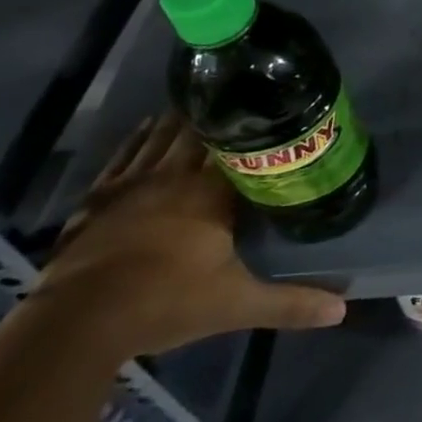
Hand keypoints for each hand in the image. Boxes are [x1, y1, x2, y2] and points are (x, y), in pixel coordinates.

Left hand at [34, 116, 344, 358]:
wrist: (78, 323)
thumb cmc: (165, 304)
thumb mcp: (236, 306)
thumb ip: (290, 303)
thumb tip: (342, 310)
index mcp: (211, 194)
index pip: (241, 148)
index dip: (257, 130)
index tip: (273, 110)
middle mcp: (175, 176)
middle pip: (201, 134)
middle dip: (221, 116)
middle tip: (240, 98)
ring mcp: (133, 183)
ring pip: (163, 137)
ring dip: (181, 119)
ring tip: (200, 101)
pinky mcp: (99, 197)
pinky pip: (124, 155)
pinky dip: (138, 137)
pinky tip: (147, 126)